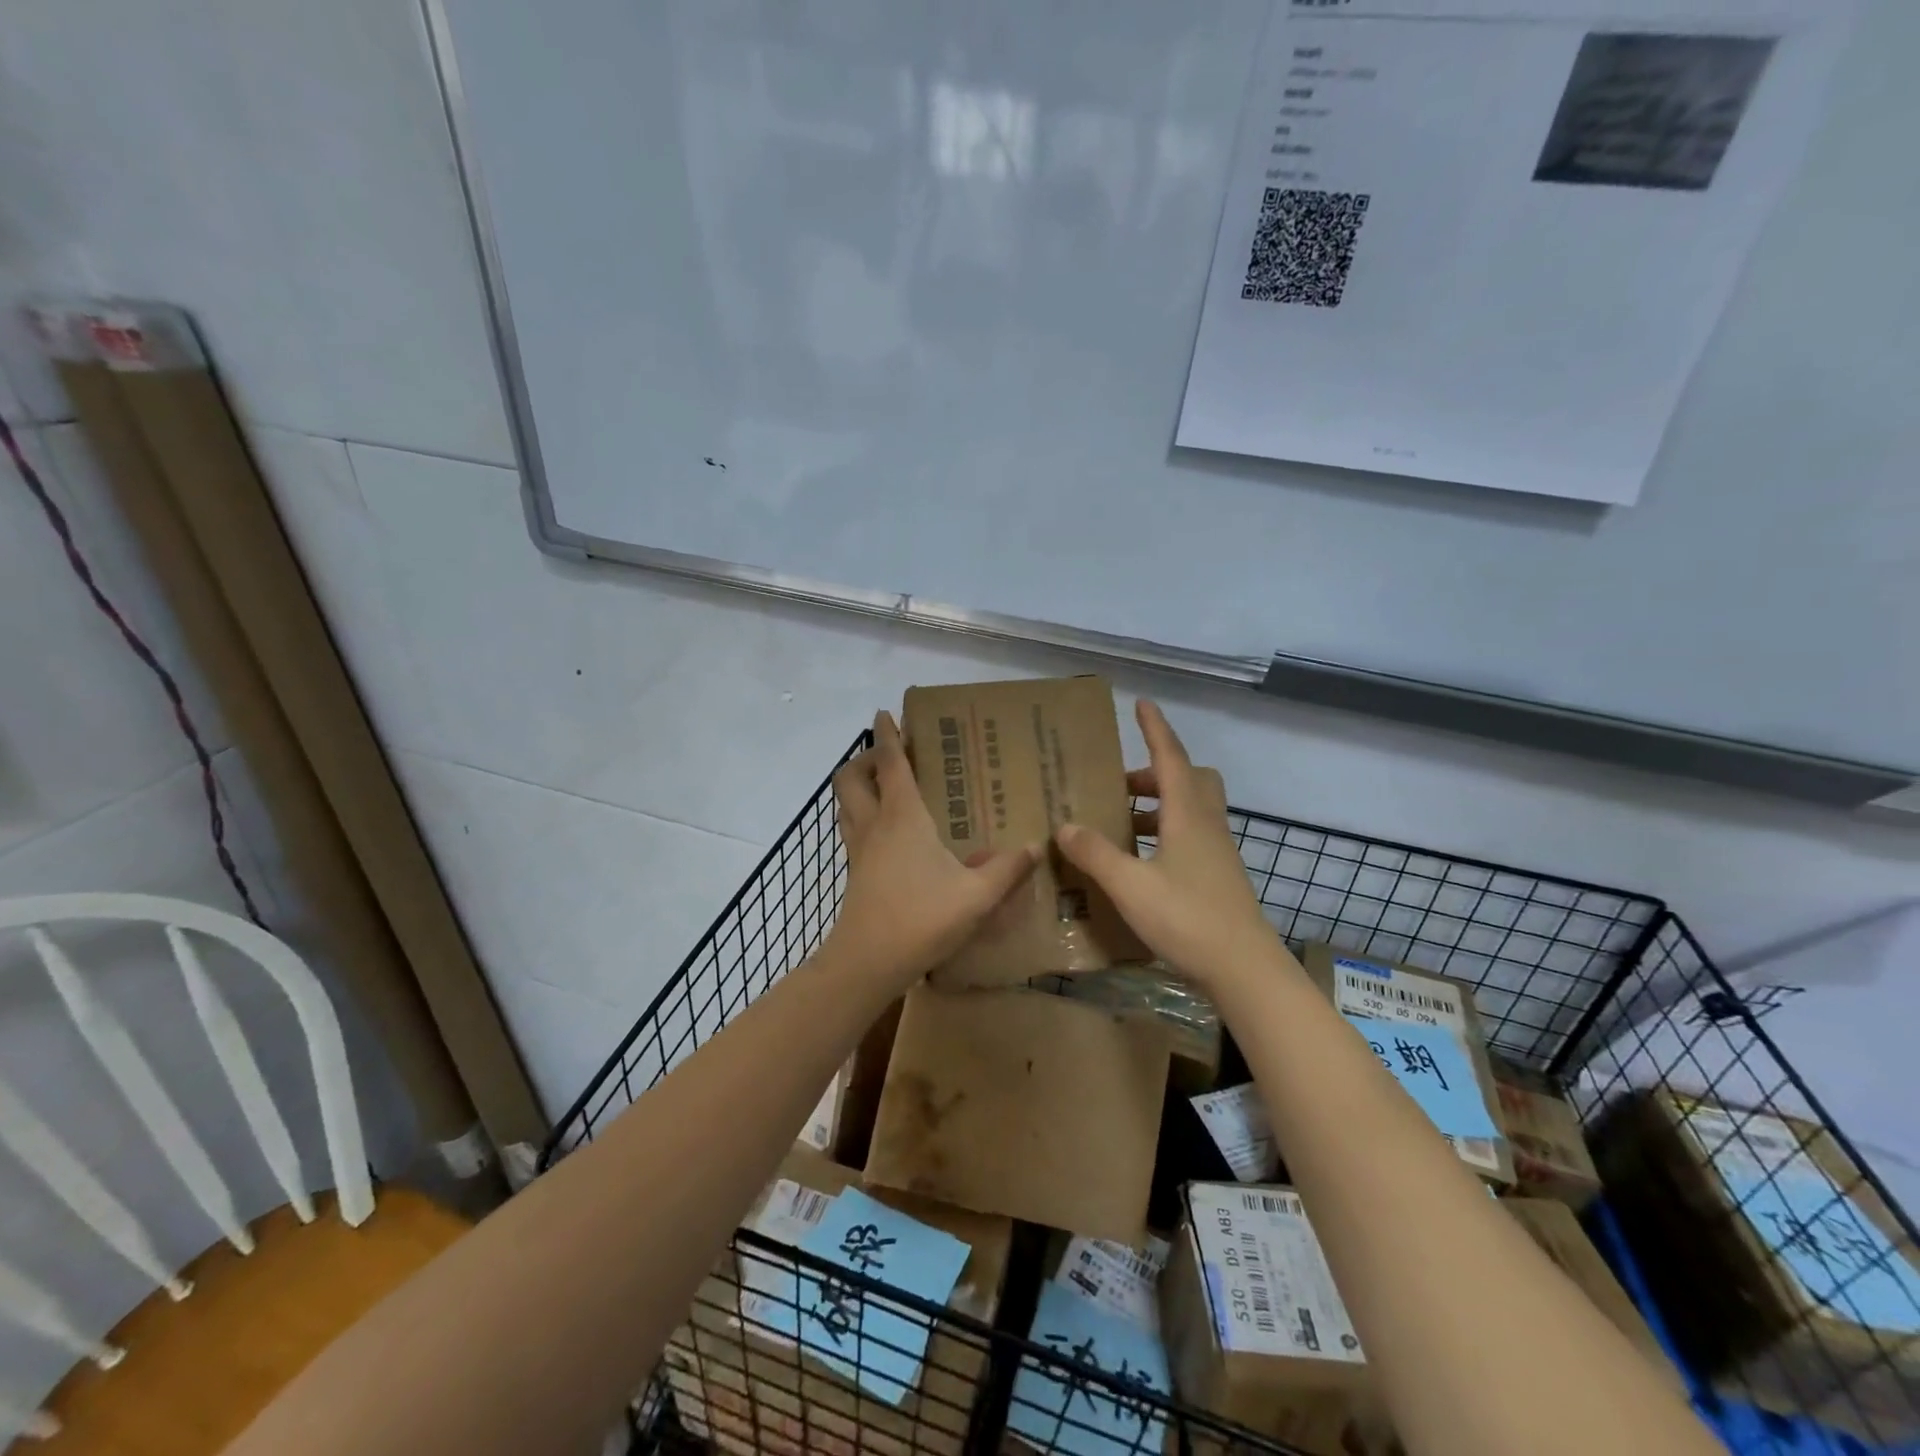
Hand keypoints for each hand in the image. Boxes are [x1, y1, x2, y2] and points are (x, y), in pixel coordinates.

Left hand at [826, 711, 1041, 988]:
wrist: (868, 962)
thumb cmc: (921, 918)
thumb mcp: (976, 895)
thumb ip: (1007, 869)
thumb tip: (1033, 846)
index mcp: (902, 816)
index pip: (890, 763)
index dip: (887, 735)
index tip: (885, 713)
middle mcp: (874, 824)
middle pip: (851, 777)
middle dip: (864, 758)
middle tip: (889, 756)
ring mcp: (859, 849)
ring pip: (846, 803)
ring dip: (858, 786)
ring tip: (885, 787)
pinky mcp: (855, 872)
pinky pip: (852, 828)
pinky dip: (862, 815)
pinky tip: (888, 833)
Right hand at [1054, 699, 1272, 985]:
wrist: (1244, 969)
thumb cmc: (1188, 918)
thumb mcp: (1131, 886)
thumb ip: (1096, 854)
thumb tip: (1065, 826)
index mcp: (1188, 816)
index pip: (1171, 757)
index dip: (1155, 729)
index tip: (1142, 703)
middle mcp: (1206, 825)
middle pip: (1188, 779)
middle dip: (1153, 773)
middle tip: (1119, 787)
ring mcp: (1217, 851)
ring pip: (1190, 808)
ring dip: (1157, 806)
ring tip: (1119, 825)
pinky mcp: (1219, 875)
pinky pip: (1191, 835)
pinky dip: (1164, 833)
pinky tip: (1140, 862)